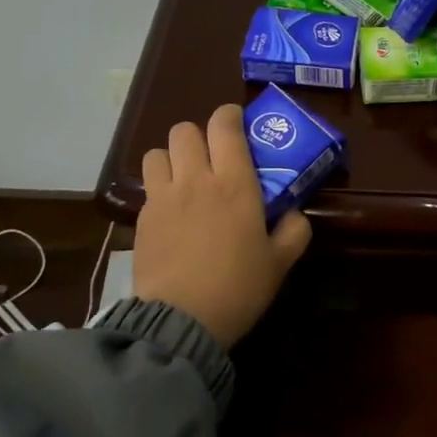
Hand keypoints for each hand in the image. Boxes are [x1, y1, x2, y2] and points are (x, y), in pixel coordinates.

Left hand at [134, 105, 313, 348]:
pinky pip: (148, 186)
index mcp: (235, 184)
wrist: (181, 320)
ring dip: (172, 158)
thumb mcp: (280, 262)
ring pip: (158, 152)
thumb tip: (294, 213)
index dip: (229, 116)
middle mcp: (196, 180)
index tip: (236, 122)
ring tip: (185, 178)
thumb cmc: (238, 287)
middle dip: (199, 135)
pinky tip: (171, 210)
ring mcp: (163, 197)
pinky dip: (159, 187)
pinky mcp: (142, 218)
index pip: (225, 127)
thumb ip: (294, 231)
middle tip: (213, 156)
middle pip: (185, 131)